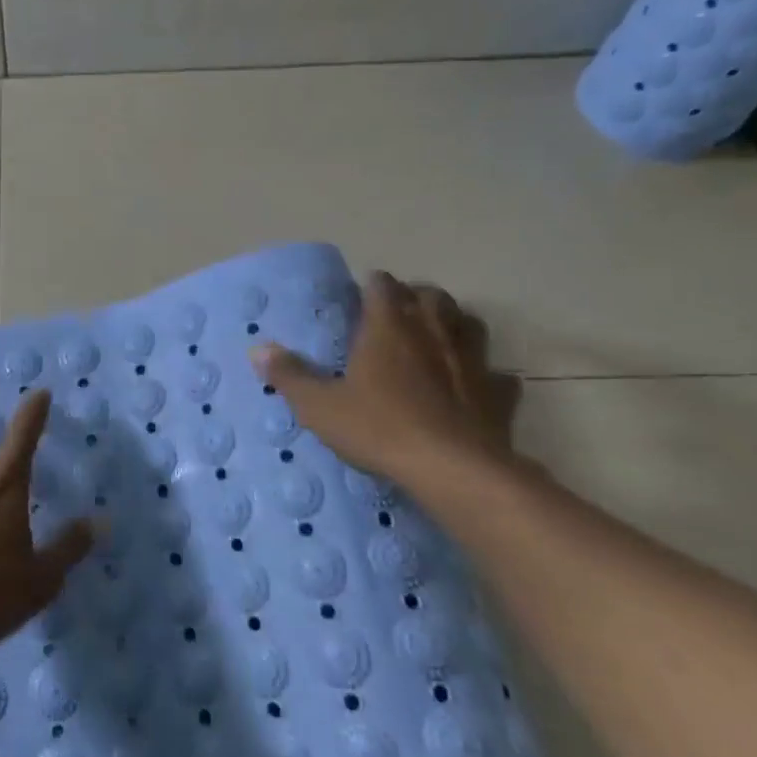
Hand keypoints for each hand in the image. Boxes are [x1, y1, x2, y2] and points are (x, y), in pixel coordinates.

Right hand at [252, 271, 521, 487]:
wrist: (452, 471)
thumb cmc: (378, 428)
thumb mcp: (319, 406)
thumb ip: (290, 375)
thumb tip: (258, 349)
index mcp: (388, 328)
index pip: (382, 286)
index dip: (372, 285)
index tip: (362, 293)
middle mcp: (432, 334)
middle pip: (431, 296)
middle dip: (415, 296)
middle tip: (399, 312)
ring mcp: (472, 362)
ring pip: (469, 324)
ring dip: (453, 323)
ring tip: (438, 335)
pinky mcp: (498, 394)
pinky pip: (497, 375)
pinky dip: (486, 374)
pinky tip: (475, 386)